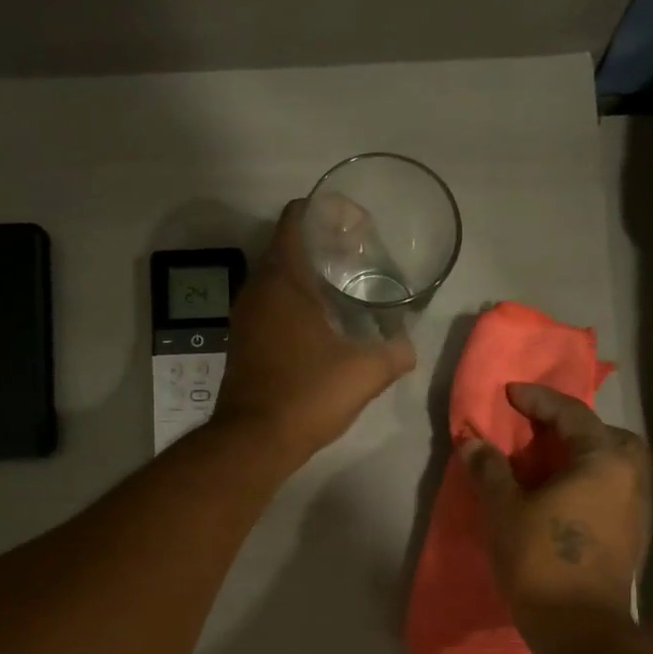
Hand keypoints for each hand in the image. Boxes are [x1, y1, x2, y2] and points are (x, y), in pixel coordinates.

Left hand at [214, 200, 416, 464]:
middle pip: (289, 245)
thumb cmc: (307, 394)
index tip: (358, 226)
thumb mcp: (365, 372)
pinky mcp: (244, 341)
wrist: (254, 440)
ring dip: (310, 276)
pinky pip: (272, 305)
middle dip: (325, 245)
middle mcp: (258, 289)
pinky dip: (296, 302)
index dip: (328, 212)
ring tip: (348, 290)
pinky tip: (324, 325)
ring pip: (279, 278)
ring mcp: (246, 316)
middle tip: (362, 257)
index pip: (297, 218)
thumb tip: (408, 346)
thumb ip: (395, 352)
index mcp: (283, 279)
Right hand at [462, 383, 649, 621]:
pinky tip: (564, 497)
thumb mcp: (505, 509)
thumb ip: (490, 469)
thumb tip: (472, 440)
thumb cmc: (540, 560)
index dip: (538, 399)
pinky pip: (613, 489)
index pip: (571, 413)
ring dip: (585, 455)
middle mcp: (630, 476)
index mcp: (603, 459)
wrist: (579, 626)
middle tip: (540, 431)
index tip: (510, 393)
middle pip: (607, 434)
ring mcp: (637, 507)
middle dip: (574, 426)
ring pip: (615, 463)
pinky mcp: (633, 535)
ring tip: (550, 464)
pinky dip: (591, 481)